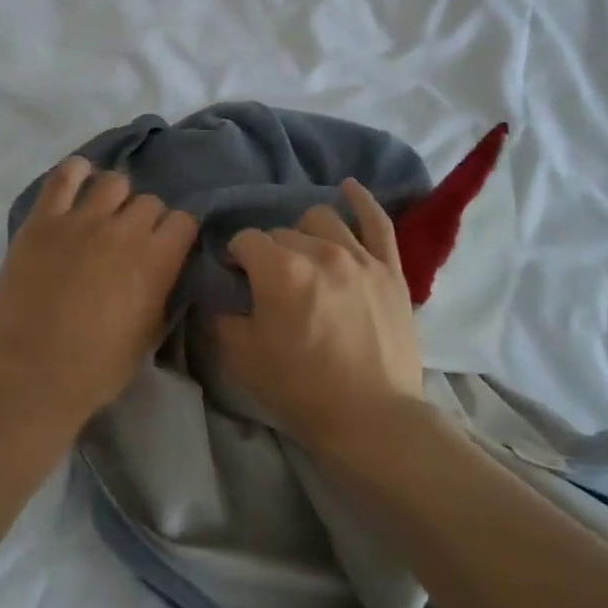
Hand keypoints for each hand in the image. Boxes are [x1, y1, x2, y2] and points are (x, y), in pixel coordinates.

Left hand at [0, 156, 198, 427]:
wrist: (34, 374)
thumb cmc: (98, 367)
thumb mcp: (150, 334)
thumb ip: (162, 290)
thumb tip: (163, 268)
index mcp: (157, 260)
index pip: (184, 220)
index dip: (177, 234)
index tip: (167, 247)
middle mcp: (125, 230)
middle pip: (149, 201)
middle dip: (145, 219)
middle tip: (129, 241)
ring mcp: (81, 220)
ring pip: (113, 182)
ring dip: (114, 198)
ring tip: (102, 216)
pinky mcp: (43, 220)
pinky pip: (65, 176)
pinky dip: (76, 173)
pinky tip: (77, 184)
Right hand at [212, 179, 425, 454]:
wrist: (371, 418)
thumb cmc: (301, 389)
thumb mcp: (241, 357)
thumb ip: (220, 316)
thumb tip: (218, 293)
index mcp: (280, 270)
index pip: (245, 240)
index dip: (235, 257)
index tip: (235, 277)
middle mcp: (320, 251)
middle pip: (282, 232)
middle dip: (269, 252)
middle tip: (270, 281)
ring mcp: (360, 257)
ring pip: (323, 220)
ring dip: (305, 233)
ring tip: (304, 255)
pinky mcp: (390, 270)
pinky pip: (378, 223)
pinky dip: (362, 202)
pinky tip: (349, 188)